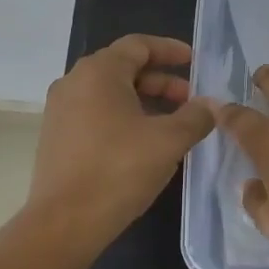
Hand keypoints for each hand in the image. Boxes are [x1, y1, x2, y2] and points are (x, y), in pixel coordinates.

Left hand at [28, 34, 216, 246]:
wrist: (65, 222)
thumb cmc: (119, 170)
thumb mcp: (169, 141)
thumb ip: (196, 117)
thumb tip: (211, 105)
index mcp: (99, 72)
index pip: (138, 45)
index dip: (170, 50)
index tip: (195, 62)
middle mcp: (74, 82)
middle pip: (124, 68)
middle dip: (161, 81)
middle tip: (191, 100)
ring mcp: (61, 111)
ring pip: (110, 93)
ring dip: (144, 101)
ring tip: (173, 124)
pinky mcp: (57, 137)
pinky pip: (96, 114)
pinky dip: (124, 118)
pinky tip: (145, 143)